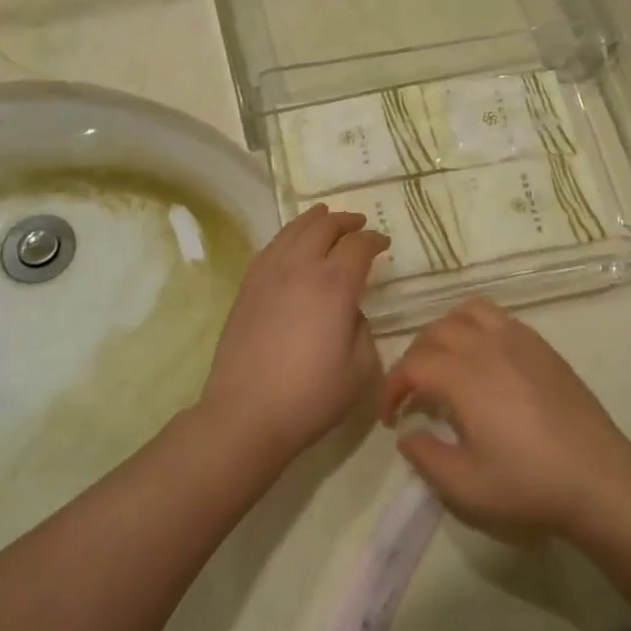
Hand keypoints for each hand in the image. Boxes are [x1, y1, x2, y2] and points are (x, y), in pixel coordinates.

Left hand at [198, 204, 388, 467]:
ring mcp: (268, 275)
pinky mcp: (246, 288)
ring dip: (313, 220)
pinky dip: (287, 237)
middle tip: (359, 224)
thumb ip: (362, 330)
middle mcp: (300, 268)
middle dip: (345, 221)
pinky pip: (270, 248)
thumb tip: (350, 312)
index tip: (384, 245)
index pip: (358, 246)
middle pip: (324, 227)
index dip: (375, 240)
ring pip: (293, 231)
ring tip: (324, 216)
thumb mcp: (360, 369)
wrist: (246, 413)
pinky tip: (290, 243)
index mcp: (334, 285)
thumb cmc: (310, 396)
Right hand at [381, 300, 630, 538]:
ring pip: (466, 312)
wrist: (599, 479)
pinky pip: (498, 317)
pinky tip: (483, 360)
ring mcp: (519, 340)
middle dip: (414, 358)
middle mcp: (487, 346)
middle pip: (435, 331)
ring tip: (445, 363)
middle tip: (414, 393)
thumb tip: (408, 433)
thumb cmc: (529, 484)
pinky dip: (476, 327)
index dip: (393, 387)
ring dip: (445, 332)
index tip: (392, 417)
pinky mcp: (542, 346)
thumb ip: (425, 457)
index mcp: (464, 376)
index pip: (412, 364)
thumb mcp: (465, 486)